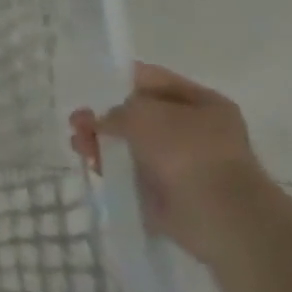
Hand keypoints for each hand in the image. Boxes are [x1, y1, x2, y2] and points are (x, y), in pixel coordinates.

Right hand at [69, 63, 272, 261]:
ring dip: (100, 140)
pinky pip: (129, 170)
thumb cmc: (186, 149)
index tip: (90, 84)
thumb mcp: (144, 113)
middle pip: (137, 114)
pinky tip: (90, 162)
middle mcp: (193, 129)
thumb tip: (103, 122)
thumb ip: (116, 111)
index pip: (155, 80)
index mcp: (203, 103)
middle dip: (104, 115)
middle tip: (76, 120)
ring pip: (129, 143)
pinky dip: (109, 165)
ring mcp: (178, 161)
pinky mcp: (162, 188)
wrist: (215, 212)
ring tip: (77, 142)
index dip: (121, 79)